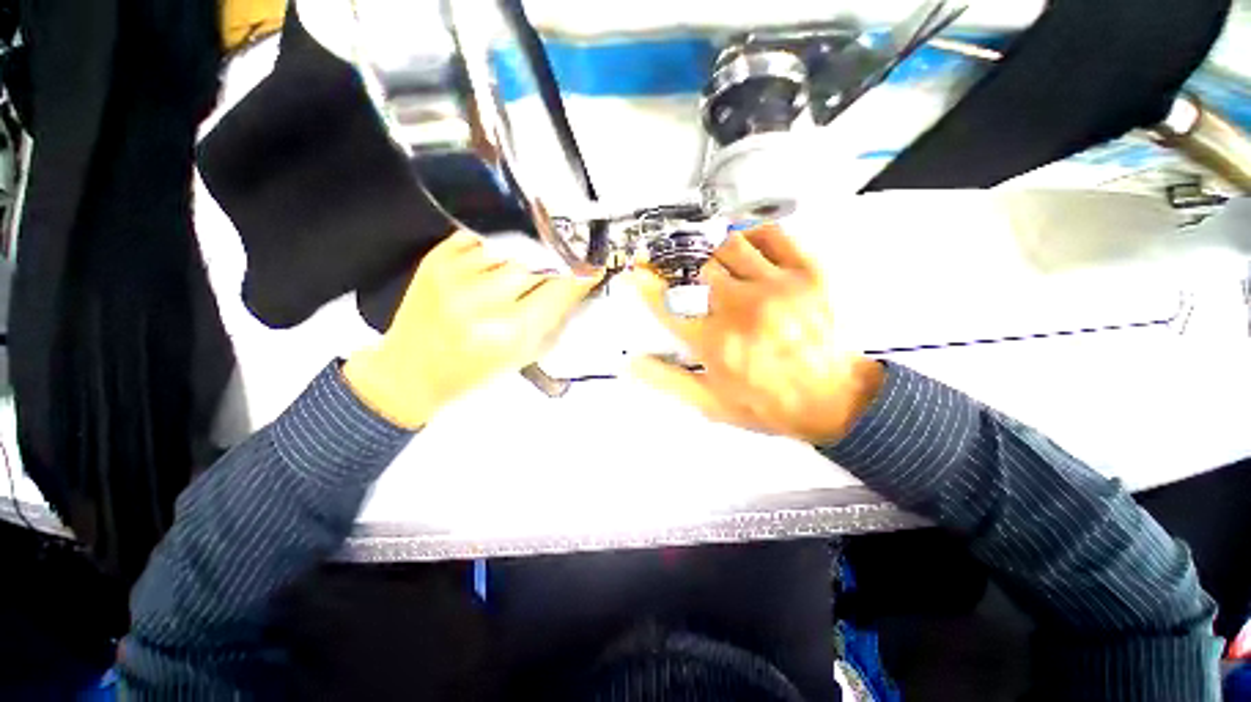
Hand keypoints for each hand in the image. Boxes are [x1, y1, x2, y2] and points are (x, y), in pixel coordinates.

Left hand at [344, 230, 600, 427]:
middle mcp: (482, 300)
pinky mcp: (436, 258)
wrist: (413, 371)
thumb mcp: (525, 354)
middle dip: (555, 264)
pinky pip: (483, 238)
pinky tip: (499, 262)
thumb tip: (578, 284)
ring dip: (527, 256)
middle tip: (562, 266)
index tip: (591, 269)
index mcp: (508, 331)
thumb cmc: (474, 371)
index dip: (580, 276)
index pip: (559, 289)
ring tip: (525, 269)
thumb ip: (554, 318)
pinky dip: (499, 247)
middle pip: (538, 261)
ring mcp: (455, 274)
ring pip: (512, 246)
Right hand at [631, 225, 884, 444]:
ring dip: (719, 256)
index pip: (669, 305)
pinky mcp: (807, 272)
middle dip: (691, 276)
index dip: (646, 286)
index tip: (635, 272)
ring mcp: (776, 286)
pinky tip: (751, 252)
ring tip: (725, 270)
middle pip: (700, 270)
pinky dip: (754, 236)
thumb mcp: (711, 404)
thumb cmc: (768, 404)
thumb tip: (632, 363)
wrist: (834, 400)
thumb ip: (668, 381)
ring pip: (730, 246)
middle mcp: (741, 309)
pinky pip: (772, 234)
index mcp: (715, 342)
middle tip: (697, 283)